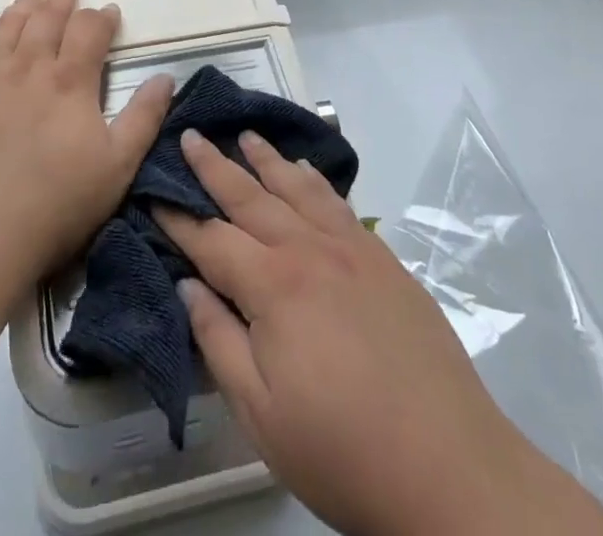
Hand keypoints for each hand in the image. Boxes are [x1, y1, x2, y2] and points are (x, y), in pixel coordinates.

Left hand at [0, 0, 173, 287]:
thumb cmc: (55, 204)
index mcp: (69, 80)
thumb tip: (165, 77)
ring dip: (23, 4)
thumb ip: (144, 118)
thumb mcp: (117, 167)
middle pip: (46, 18)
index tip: (109, 9)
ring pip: (8, 28)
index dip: (101, 16)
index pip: (89, 30)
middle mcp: (27, 68)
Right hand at [157, 131, 602, 535]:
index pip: (211, 240)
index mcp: (273, 286)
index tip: (152, 194)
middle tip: (190, 135)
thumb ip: (218, 341)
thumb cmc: (342, 450)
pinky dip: (314, 180)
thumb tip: (188, 284)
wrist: (450, 467)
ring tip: (245, 135)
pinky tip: (305, 171)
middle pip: (250, 197)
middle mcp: (308, 250)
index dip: (178, 219)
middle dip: (214, 166)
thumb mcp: (261, 413)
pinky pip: (338, 203)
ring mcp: (350, 248)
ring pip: (296, 188)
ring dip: (266, 159)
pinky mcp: (382, 258)